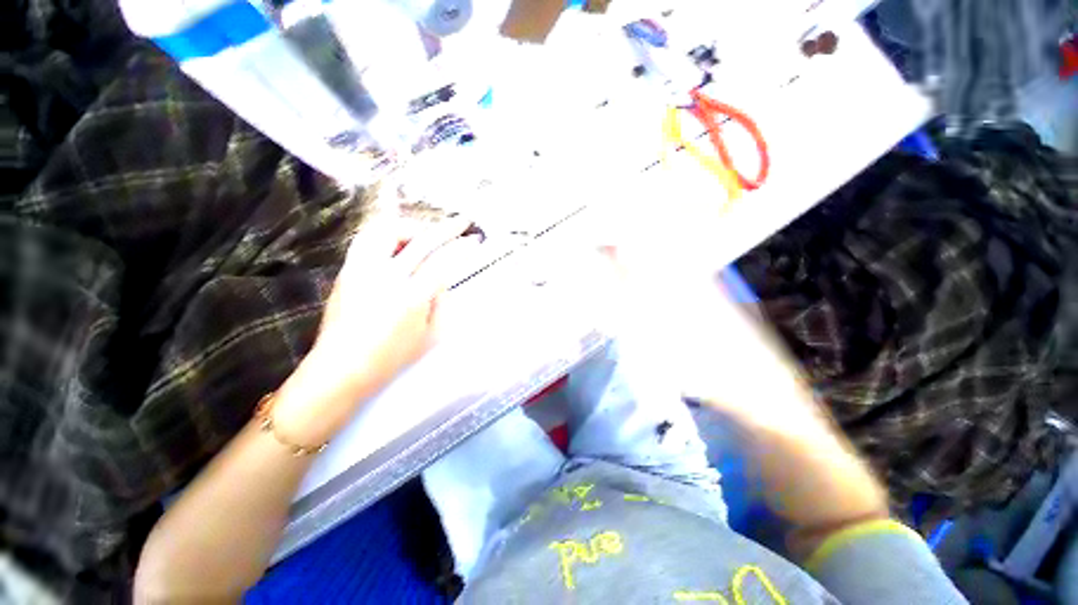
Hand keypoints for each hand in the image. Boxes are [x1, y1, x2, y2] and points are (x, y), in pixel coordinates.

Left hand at [274, 216, 481, 443]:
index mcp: (411, 297)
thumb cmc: (391, 357)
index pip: (442, 261)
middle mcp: (386, 276)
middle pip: (420, 239)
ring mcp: (362, 270)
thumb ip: (442, 303)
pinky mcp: (346, 271)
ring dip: (412, 226)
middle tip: (460, 222)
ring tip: (424, 234)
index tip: (473, 239)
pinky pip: (368, 239)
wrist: (341, 368)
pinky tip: (398, 246)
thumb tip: (443, 280)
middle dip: (445, 227)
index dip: (461, 247)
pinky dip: (388, 234)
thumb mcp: (431, 336)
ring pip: (387, 230)